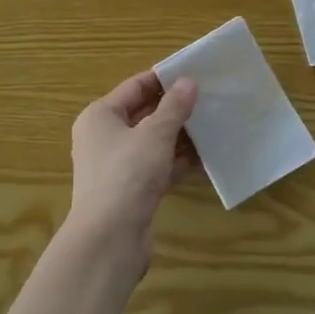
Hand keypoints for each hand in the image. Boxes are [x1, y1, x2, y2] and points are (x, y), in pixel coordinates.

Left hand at [67, 71, 198, 272]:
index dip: (164, 79)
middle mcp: (104, 138)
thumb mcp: (155, 134)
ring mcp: (117, 167)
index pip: (135, 86)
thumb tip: (189, 81)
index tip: (195, 74)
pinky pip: (158, 167)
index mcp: (100, 116)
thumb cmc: (127, 174)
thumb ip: (174, 107)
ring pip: (153, 143)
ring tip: (213, 126)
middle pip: (144, 114)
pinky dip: (178, 163)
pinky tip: (206, 159)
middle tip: (210, 99)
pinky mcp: (131, 191)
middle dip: (176, 108)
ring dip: (180, 136)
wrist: (109, 240)